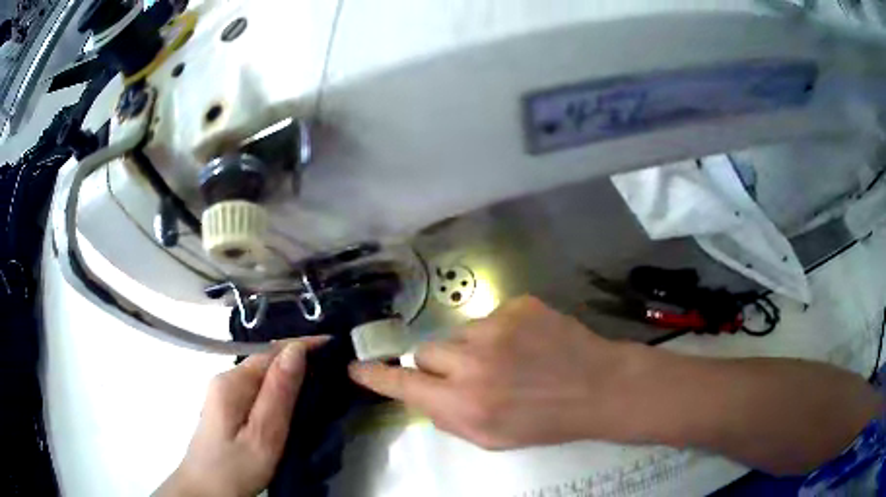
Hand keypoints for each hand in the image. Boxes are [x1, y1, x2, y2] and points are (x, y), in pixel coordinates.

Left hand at [155, 337, 327, 496]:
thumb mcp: (262, 435)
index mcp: (232, 382)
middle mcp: (225, 380)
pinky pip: (257, 390)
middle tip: (334, 366)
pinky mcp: (226, 409)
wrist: (205, 490)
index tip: (335, 344)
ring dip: (289, 375)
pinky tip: (292, 402)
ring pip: (262, 376)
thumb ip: (278, 394)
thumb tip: (296, 350)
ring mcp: (223, 394)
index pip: (272, 352)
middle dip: (299, 358)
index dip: (303, 345)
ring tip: (320, 381)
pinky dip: (278, 390)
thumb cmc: (235, 468)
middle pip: (266, 361)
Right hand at [348, 296, 648, 449]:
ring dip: (470, 348)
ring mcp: (495, 327)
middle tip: (466, 375)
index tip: (355, 367)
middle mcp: (472, 362)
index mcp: (464, 403)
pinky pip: (488, 318)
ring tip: (505, 360)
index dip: (375, 376)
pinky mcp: (517, 305)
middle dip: (438, 365)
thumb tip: (421, 392)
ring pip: (456, 333)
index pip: (402, 384)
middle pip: (425, 351)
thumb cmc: (544, 421)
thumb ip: (447, 416)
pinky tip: (525, 345)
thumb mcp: (490, 438)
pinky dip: (498, 333)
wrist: (597, 387)